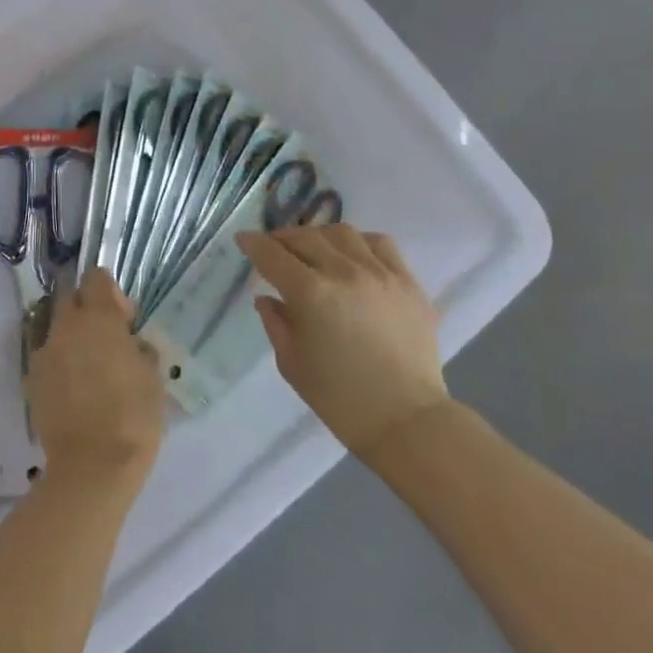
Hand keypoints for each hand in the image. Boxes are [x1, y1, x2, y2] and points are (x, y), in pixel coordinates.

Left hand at [29, 269, 164, 491]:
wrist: (92, 466)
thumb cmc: (133, 417)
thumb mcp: (153, 377)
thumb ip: (139, 348)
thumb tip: (129, 342)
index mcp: (99, 319)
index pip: (95, 278)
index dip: (111, 292)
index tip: (124, 319)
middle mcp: (66, 327)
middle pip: (70, 298)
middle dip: (87, 309)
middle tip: (106, 339)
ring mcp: (44, 352)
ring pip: (55, 328)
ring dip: (71, 337)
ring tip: (89, 367)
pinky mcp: (31, 379)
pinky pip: (46, 357)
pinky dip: (59, 363)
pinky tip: (74, 389)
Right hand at [236, 224, 449, 456]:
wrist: (404, 419)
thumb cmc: (339, 398)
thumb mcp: (291, 362)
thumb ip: (275, 322)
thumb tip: (267, 298)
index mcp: (310, 293)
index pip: (272, 255)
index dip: (253, 244)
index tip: (243, 240)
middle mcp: (345, 272)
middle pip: (305, 238)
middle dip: (282, 239)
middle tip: (273, 249)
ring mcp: (381, 274)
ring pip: (342, 233)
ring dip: (319, 236)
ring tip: (312, 249)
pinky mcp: (408, 282)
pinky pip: (381, 244)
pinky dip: (359, 242)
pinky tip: (352, 255)